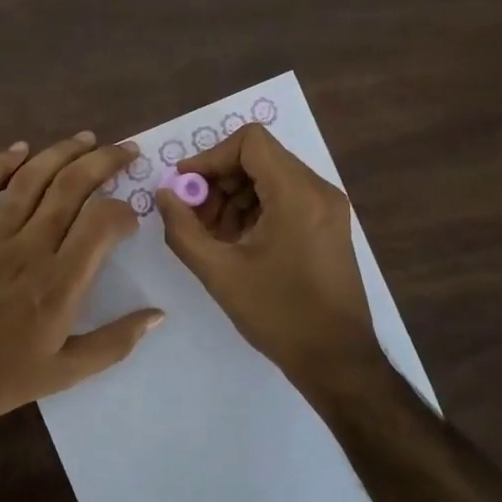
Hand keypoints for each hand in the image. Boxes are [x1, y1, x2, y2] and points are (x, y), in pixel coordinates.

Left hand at [0, 132, 164, 435]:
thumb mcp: (65, 374)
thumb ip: (114, 343)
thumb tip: (157, 315)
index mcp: (59, 283)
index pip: (101, 223)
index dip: (123, 210)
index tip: (130, 220)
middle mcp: (29, 249)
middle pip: (71, 187)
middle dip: (104, 161)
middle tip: (126, 150)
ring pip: (30, 179)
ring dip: (61, 152)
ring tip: (86, 138)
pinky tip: (18, 148)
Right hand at [157, 124, 377, 387]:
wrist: (336, 360)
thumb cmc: (278, 314)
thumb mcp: (220, 272)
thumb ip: (183, 229)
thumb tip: (164, 195)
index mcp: (298, 194)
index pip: (250, 142)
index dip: (210, 157)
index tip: (184, 187)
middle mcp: (319, 190)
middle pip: (259, 158)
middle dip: (218, 181)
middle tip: (192, 216)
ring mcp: (328, 208)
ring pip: (270, 178)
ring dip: (234, 197)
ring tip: (212, 236)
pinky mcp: (328, 225)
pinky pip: (284, 199)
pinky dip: (255, 210)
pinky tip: (236, 243)